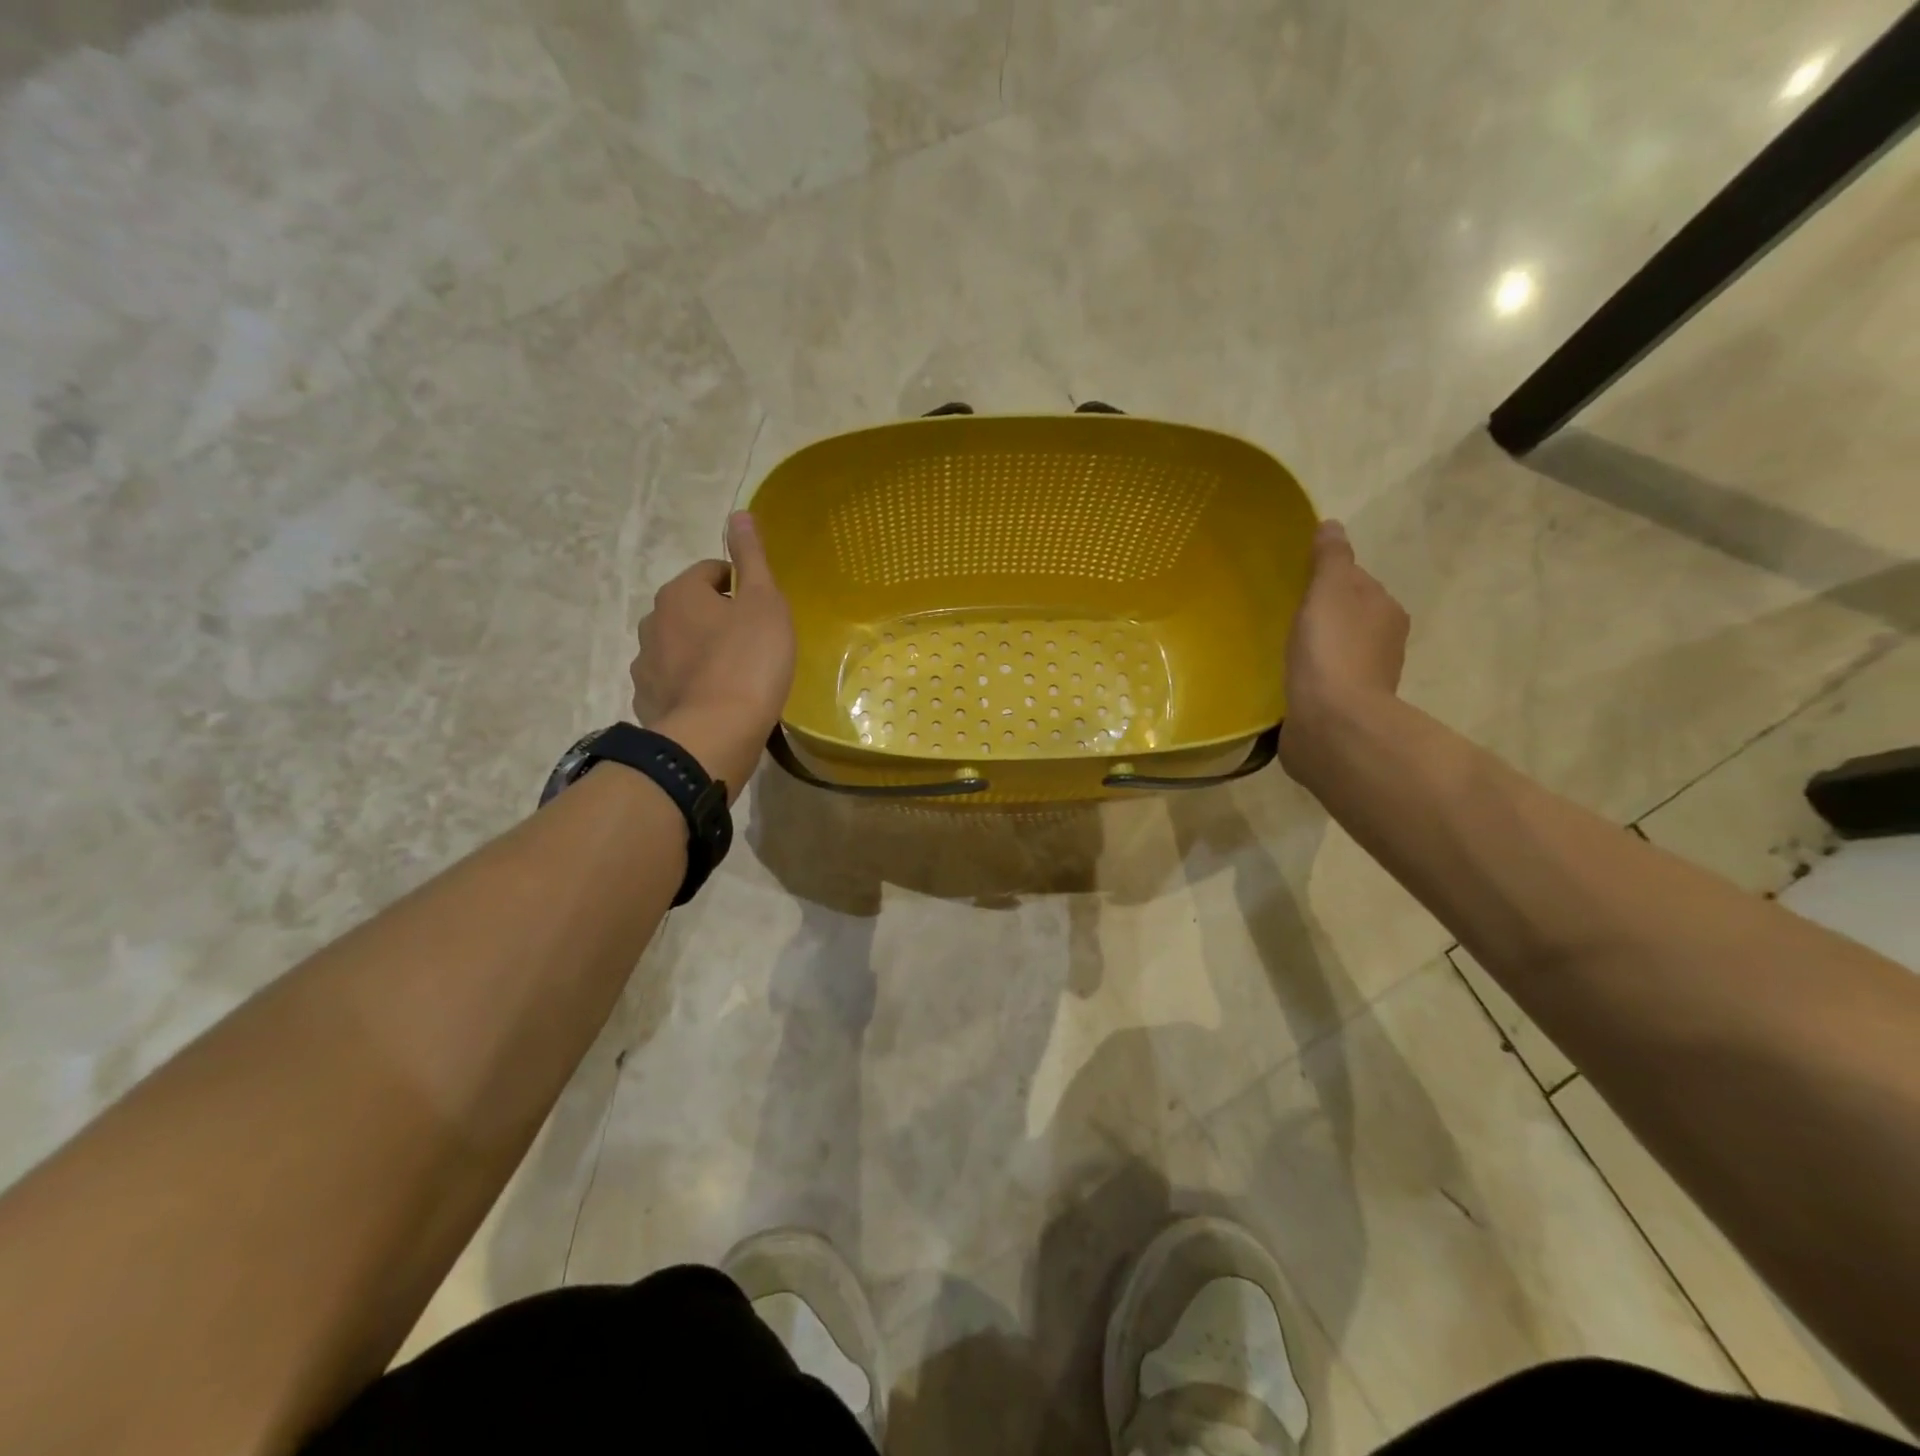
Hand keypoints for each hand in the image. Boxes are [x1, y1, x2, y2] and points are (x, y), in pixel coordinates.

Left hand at [631, 512, 795, 801]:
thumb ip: (751, 558)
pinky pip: (674, 683)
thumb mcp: (764, 603)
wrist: (714, 734)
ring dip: (702, 653)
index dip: (740, 585)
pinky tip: (717, 703)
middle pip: (691, 610)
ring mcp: (645, 666)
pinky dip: (692, 686)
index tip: (762, 611)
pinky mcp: (648, 702)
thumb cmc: (748, 662)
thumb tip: (738, 513)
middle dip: (717, 620)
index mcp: (679, 593)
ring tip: (735, 678)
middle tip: (753, 644)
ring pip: (678, 647)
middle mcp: (652, 623)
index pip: (710, 572)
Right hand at [1279, 520, 1408, 777]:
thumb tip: (1332, 525)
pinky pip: (1323, 682)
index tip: (1296, 585)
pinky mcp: (1342, 709)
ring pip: (1337, 652)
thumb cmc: (1332, 649)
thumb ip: (1330, 558)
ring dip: (1316, 650)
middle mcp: (1384, 643)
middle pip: (1349, 617)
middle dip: (1323, 616)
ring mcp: (1365, 679)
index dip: (1328, 580)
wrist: (1333, 723)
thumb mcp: (1329, 591)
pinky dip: (1309, 678)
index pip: (1357, 583)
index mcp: (1386, 610)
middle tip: (1284, 617)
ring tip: (1281, 650)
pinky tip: (1286, 681)